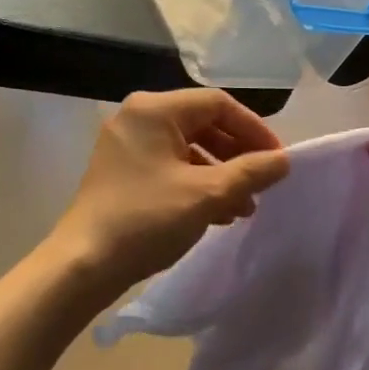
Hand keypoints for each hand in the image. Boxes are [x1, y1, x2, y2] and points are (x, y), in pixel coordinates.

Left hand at [52, 89, 289, 291]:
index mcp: (154, 110)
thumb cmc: (147, 219)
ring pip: (189, 149)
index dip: (254, 130)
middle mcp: (138, 119)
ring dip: (221, 174)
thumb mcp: (207, 194)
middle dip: (238, 155)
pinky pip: (171, 168)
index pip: (219, 104)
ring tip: (243, 207)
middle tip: (262, 183)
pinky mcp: (123, 174)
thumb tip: (284, 160)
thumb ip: (251, 172)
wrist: (84, 265)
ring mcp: (127, 147)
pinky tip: (218, 214)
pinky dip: (198, 185)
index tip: (277, 160)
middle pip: (204, 124)